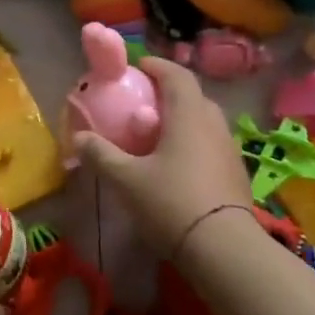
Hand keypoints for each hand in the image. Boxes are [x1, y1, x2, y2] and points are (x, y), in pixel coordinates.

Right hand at [74, 57, 254, 256]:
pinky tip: (177, 166)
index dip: (157, 66)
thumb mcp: (125, 178)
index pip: (177, 75)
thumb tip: (78, 137)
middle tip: (145, 103)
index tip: (139, 67)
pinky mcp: (235, 174)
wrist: (224, 249)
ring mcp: (229, 150)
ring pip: (204, 122)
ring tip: (158, 135)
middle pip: (193, 97)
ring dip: (182, 120)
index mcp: (188, 115)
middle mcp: (213, 125)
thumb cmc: (171, 202)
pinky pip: (211, 145)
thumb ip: (100, 154)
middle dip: (169, 94)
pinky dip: (193, 143)